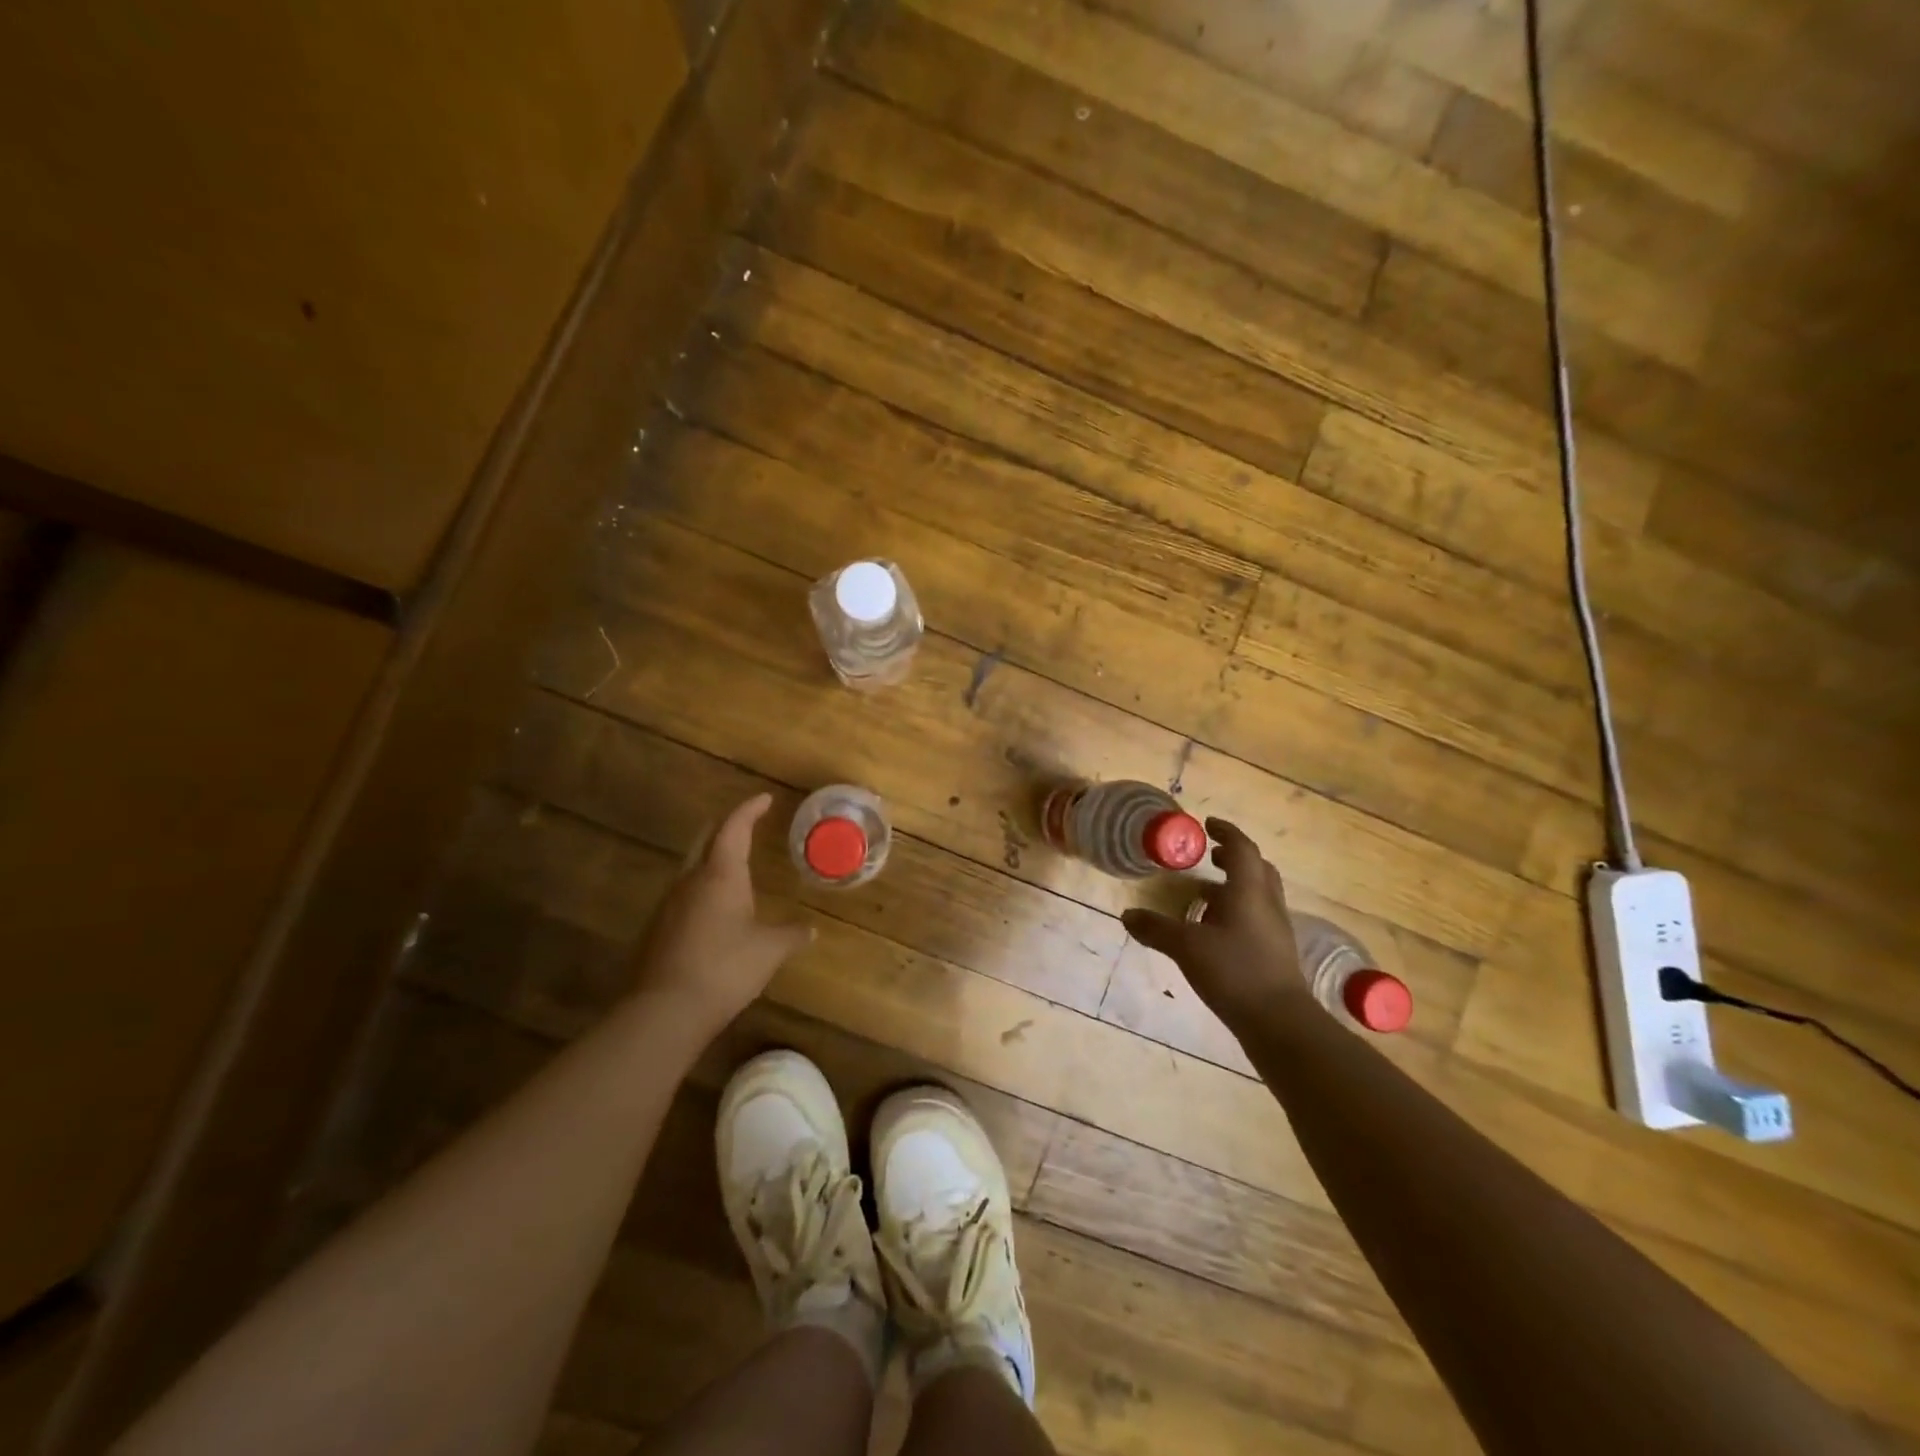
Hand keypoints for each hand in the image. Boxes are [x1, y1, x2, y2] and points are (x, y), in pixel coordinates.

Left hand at [629, 794, 812, 1037]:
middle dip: (725, 827)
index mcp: (721, 874)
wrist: (664, 1011)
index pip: (734, 828)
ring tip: (733, 867)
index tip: (764, 799)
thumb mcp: (769, 951)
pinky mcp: (657, 929)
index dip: (749, 810)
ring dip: (711, 859)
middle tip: (745, 824)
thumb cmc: (725, 968)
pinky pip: (683, 896)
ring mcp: (668, 905)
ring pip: (691, 868)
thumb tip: (811, 930)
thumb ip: (791, 935)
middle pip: (705, 840)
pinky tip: (714, 910)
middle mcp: (690, 880)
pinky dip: (701, 889)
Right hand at [1121, 818, 1311, 1033]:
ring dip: (1234, 886)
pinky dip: (1237, 911)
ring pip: (1258, 894)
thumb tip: (1127, 915)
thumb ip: (1156, 929)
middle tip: (1210, 855)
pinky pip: (1257, 918)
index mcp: (1249, 891)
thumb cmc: (1234, 971)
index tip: (1208, 824)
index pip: (1242, 849)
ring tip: (1204, 894)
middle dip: (1234, 858)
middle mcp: (1266, 904)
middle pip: (1257, 869)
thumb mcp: (1187, 947)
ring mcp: (1275, 930)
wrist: (1280, 1022)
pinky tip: (1214, 930)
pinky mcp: (1275, 953)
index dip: (1227, 832)